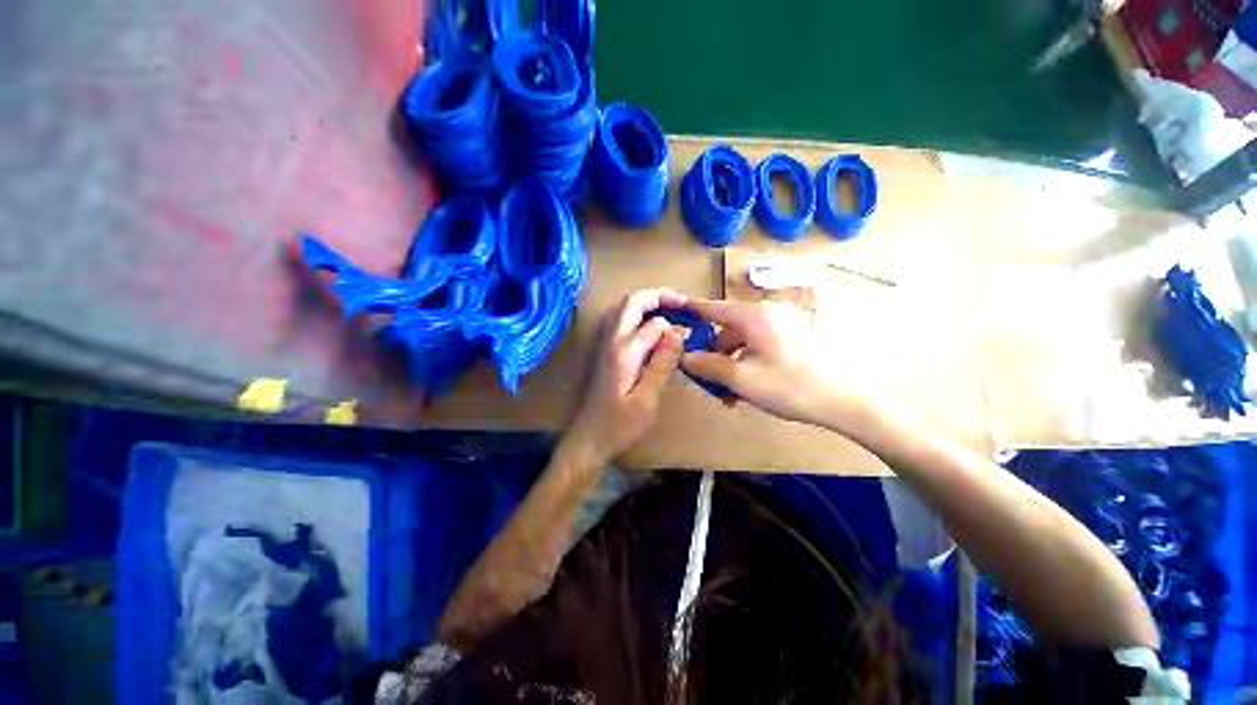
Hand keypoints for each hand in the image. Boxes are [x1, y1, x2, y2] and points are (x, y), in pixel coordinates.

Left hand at [563, 288, 685, 463]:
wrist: (588, 439)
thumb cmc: (619, 425)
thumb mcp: (647, 399)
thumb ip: (661, 363)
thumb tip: (676, 332)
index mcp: (624, 351)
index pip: (653, 322)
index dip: (675, 321)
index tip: (694, 324)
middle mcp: (611, 340)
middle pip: (631, 302)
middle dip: (658, 296)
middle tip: (682, 303)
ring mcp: (605, 344)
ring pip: (624, 309)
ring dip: (647, 304)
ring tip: (671, 311)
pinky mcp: (605, 352)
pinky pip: (622, 322)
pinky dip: (639, 316)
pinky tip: (653, 330)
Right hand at [679, 295, 881, 431]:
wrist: (850, 400)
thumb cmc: (792, 387)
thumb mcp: (742, 380)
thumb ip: (709, 366)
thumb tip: (685, 357)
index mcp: (755, 316)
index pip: (713, 308)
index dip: (692, 312)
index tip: (675, 315)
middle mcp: (769, 312)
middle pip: (729, 328)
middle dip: (715, 353)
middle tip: (709, 380)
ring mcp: (786, 323)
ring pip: (745, 339)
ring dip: (733, 362)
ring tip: (732, 393)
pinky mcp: (797, 335)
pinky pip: (762, 344)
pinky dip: (750, 361)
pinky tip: (751, 385)